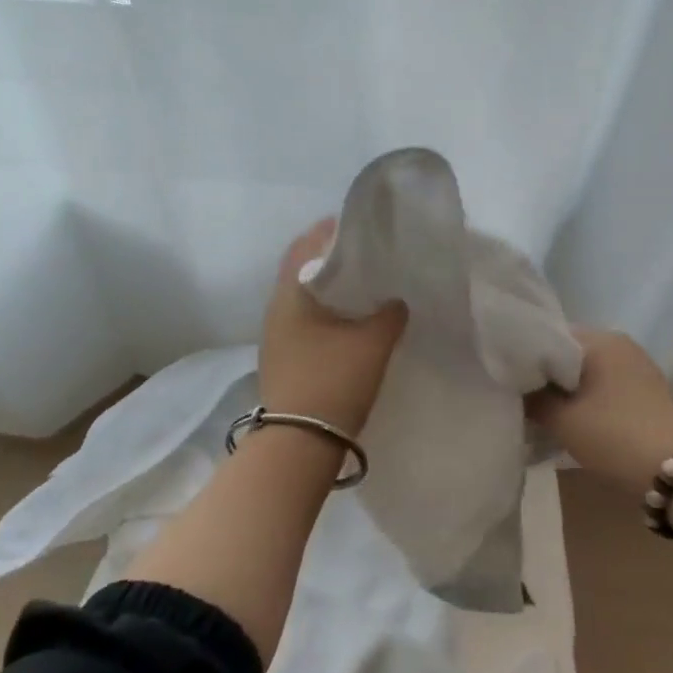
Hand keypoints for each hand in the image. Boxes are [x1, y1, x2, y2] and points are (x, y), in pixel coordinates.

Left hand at [259, 219, 407, 435]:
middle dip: (333, 260)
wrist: (299, 445)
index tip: (359, 227)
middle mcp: (276, 309)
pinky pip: (306, 321)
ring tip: (365, 286)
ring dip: (330, 288)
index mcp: (290, 294)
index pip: (305, 246)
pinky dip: (327, 312)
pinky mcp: (284, 358)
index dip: (330, 232)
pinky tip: (352, 321)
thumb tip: (396, 301)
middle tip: (368, 255)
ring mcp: (276, 336)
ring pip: (305, 298)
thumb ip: (389, 314)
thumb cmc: (333, 381)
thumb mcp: (372, 343)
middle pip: (303, 270)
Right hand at [528, 329, 672, 493]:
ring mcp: (637, 367)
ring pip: (586, 371)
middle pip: (567, 353)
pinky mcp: (646, 391)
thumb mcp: (562, 420)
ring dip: (565, 389)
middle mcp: (620, 344)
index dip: (524, 356)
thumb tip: (514, 387)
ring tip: (542, 412)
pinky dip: (586, 398)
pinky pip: (604, 385)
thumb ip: (532, 398)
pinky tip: (573, 419)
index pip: (548, 335)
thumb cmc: (616, 437)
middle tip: (520, 397)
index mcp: (601, 339)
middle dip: (544, 375)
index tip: (507, 378)